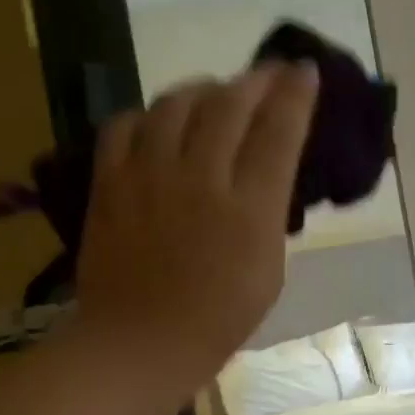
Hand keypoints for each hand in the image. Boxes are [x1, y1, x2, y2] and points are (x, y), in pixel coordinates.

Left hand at [72, 63, 319, 401]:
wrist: (139, 344)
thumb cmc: (216, 320)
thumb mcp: (268, 271)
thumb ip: (269, 212)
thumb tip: (266, 170)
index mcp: (249, 208)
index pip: (278, 130)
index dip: (295, 93)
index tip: (304, 71)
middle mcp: (200, 179)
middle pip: (230, 104)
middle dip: (255, 80)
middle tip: (266, 74)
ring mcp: (149, 176)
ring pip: (176, 103)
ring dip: (201, 89)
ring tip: (212, 93)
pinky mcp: (110, 183)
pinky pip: (125, 125)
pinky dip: (146, 115)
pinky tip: (157, 123)